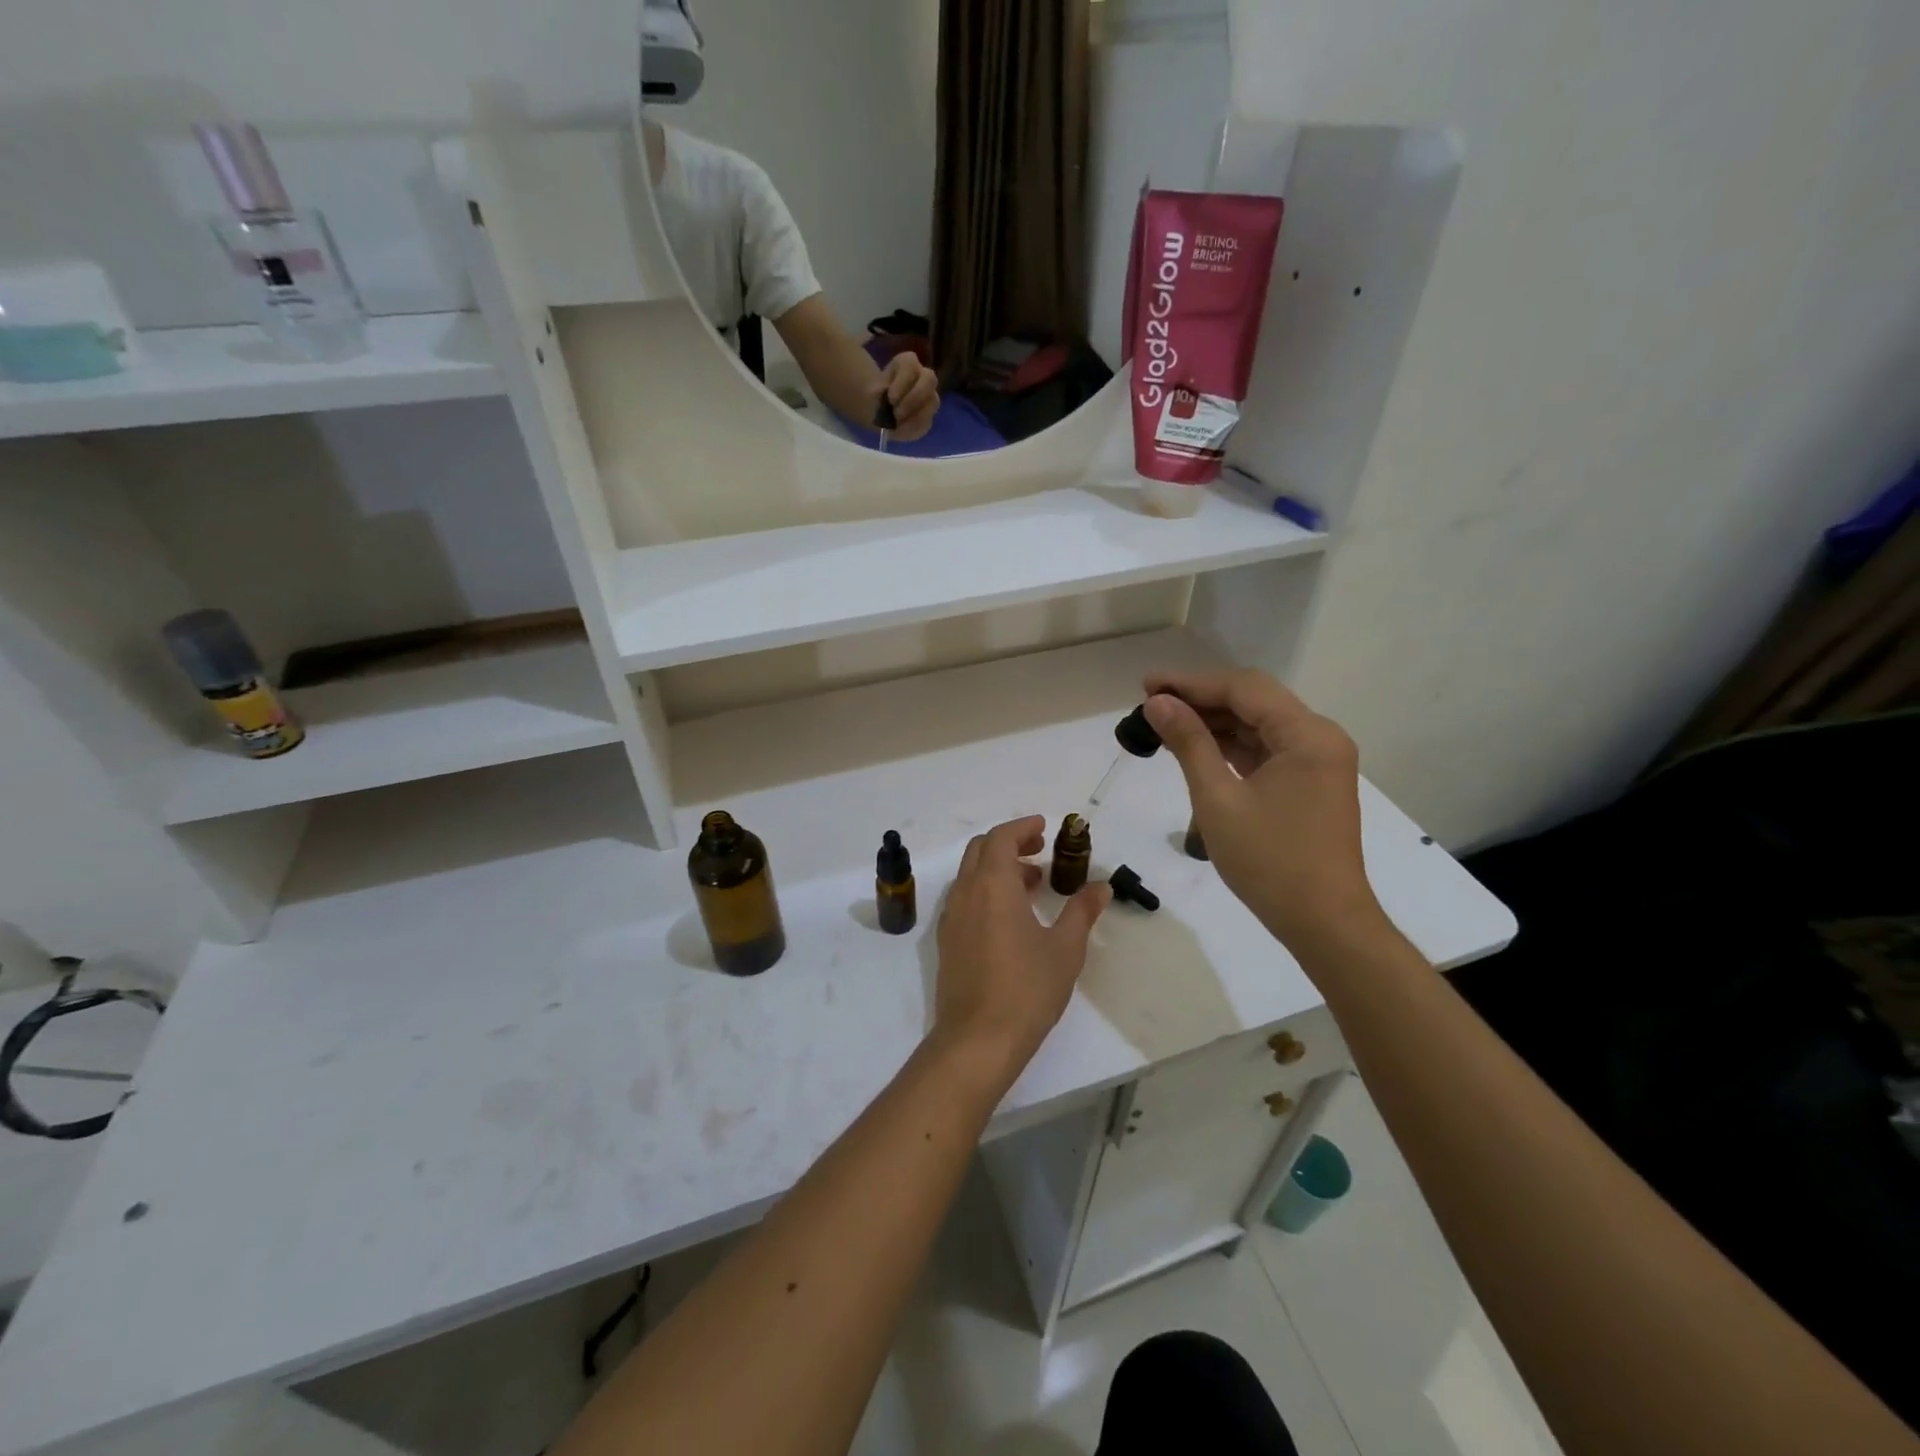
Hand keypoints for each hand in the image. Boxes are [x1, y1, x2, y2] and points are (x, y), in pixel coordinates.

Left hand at [877, 353, 939, 440]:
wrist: (879, 410)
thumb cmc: (877, 395)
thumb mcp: (871, 388)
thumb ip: (878, 391)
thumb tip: (884, 399)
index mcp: (908, 363)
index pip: (911, 364)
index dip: (903, 381)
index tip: (890, 397)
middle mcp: (923, 376)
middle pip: (930, 379)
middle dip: (913, 398)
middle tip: (896, 412)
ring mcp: (930, 396)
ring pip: (933, 401)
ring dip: (915, 414)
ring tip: (897, 422)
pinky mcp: (929, 416)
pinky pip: (927, 422)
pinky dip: (913, 427)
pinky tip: (900, 430)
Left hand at [934, 816, 1109, 1085]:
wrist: (977, 1039)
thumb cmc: (1026, 989)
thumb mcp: (1065, 948)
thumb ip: (1082, 912)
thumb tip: (1101, 888)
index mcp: (992, 885)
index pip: (1001, 838)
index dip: (1022, 827)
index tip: (1044, 827)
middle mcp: (965, 892)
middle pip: (981, 849)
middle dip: (1009, 842)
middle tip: (1040, 849)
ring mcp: (951, 917)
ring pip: (971, 874)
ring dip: (998, 867)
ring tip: (1033, 882)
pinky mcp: (947, 940)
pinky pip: (965, 898)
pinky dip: (986, 890)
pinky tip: (1011, 915)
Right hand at [1144, 671, 1386, 954]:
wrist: (1323, 922)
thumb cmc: (1269, 862)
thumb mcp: (1218, 799)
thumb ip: (1189, 743)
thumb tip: (1158, 703)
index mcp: (1307, 735)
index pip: (1243, 688)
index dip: (1191, 682)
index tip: (1146, 685)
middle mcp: (1319, 737)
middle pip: (1253, 700)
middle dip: (1201, 698)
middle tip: (1150, 702)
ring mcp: (1318, 760)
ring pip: (1258, 724)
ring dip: (1214, 721)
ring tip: (1164, 724)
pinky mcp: (1310, 781)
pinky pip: (1266, 749)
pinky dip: (1231, 745)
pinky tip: (1196, 747)